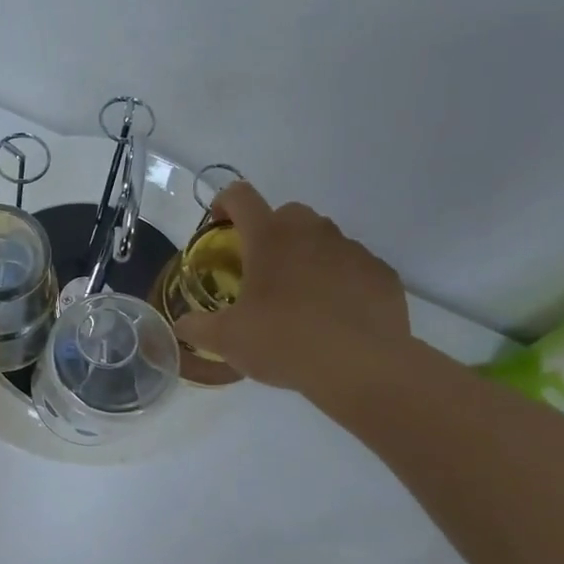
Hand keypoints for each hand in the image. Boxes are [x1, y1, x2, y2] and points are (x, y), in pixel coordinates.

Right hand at [174, 183, 411, 399]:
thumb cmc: (284, 342)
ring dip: (306, 256)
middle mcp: (311, 232)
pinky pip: (353, 266)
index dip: (224, 204)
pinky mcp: (381, 273)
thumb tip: (181, 324)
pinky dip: (340, 281)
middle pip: (286, 214)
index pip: (240, 196)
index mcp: (269, 237)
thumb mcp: (226, 340)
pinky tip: (334, 315)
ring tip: (300, 298)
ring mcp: (351, 250)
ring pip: (322, 239)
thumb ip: (197, 327)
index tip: (219, 227)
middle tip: (260, 271)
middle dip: (270, 233)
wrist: (362, 367)